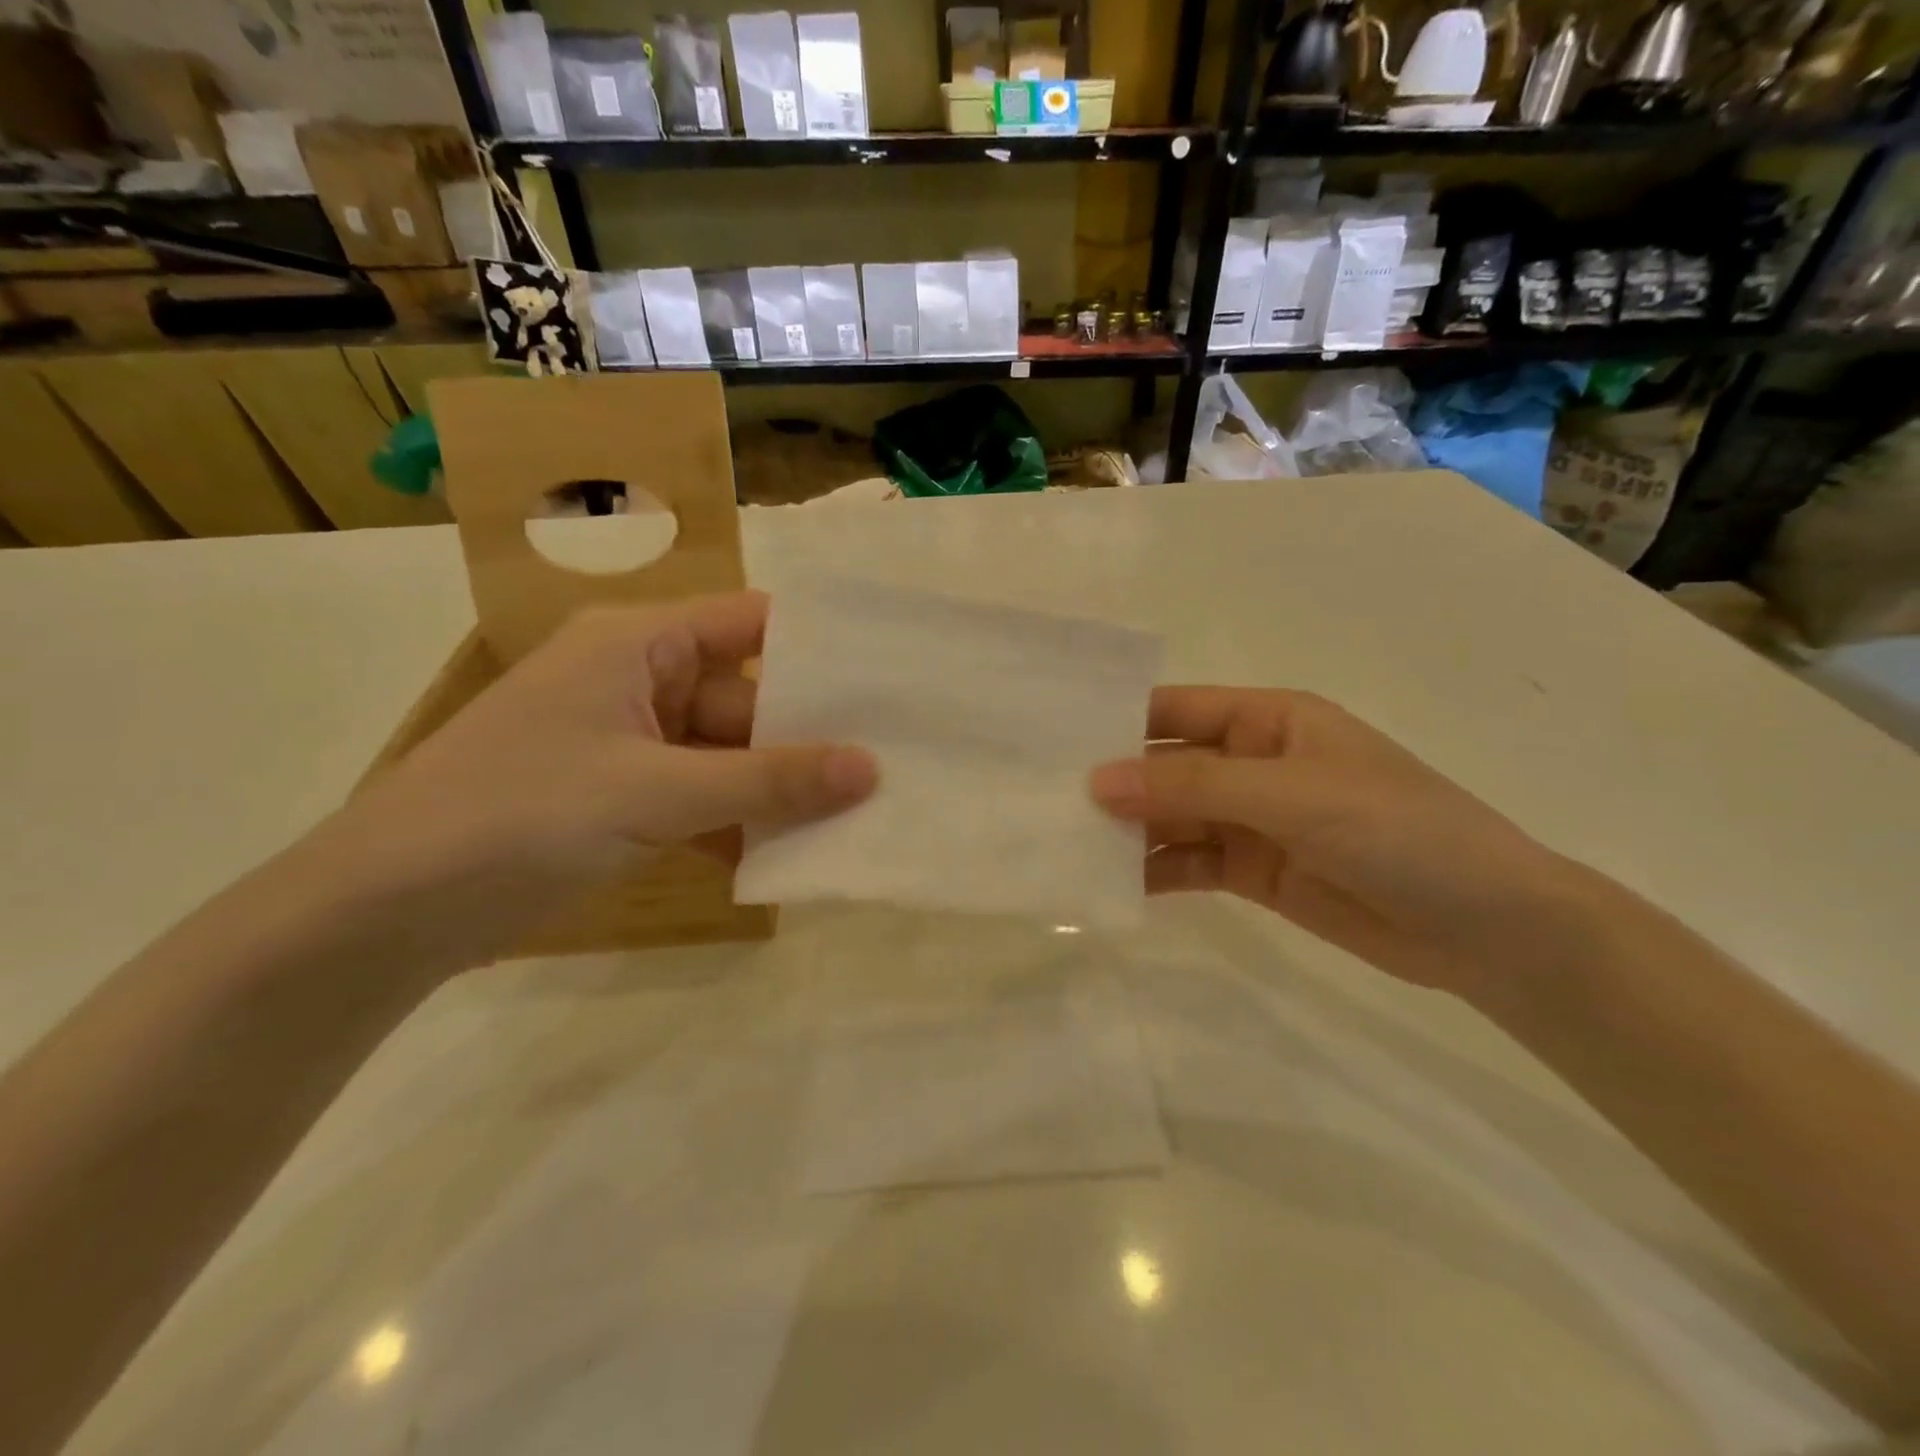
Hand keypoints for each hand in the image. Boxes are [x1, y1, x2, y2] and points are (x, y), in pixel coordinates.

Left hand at [321, 593, 875, 965]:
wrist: (384, 912)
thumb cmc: (519, 816)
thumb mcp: (655, 794)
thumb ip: (768, 781)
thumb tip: (871, 769)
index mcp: (639, 644)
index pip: (751, 623)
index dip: (817, 647)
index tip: (888, 678)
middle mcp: (640, 680)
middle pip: (747, 697)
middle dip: (808, 736)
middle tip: (890, 763)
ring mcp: (631, 743)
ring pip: (728, 755)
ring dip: (777, 788)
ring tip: (858, 813)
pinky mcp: (623, 798)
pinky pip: (702, 797)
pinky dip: (739, 823)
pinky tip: (789, 855)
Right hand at [1091, 687, 1594, 998]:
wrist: (1487, 930)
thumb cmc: (1399, 831)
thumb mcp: (1292, 795)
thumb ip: (1193, 786)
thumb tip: (1098, 781)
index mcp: (1267, 720)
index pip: (1175, 711)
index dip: (1117, 722)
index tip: (1053, 741)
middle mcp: (1251, 764)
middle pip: (1166, 768)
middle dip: (1114, 784)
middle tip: (1043, 802)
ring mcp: (1250, 820)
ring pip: (1171, 819)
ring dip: (1127, 832)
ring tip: (1064, 846)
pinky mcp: (1252, 871)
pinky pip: (1189, 864)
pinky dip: (1153, 873)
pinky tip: (1110, 885)